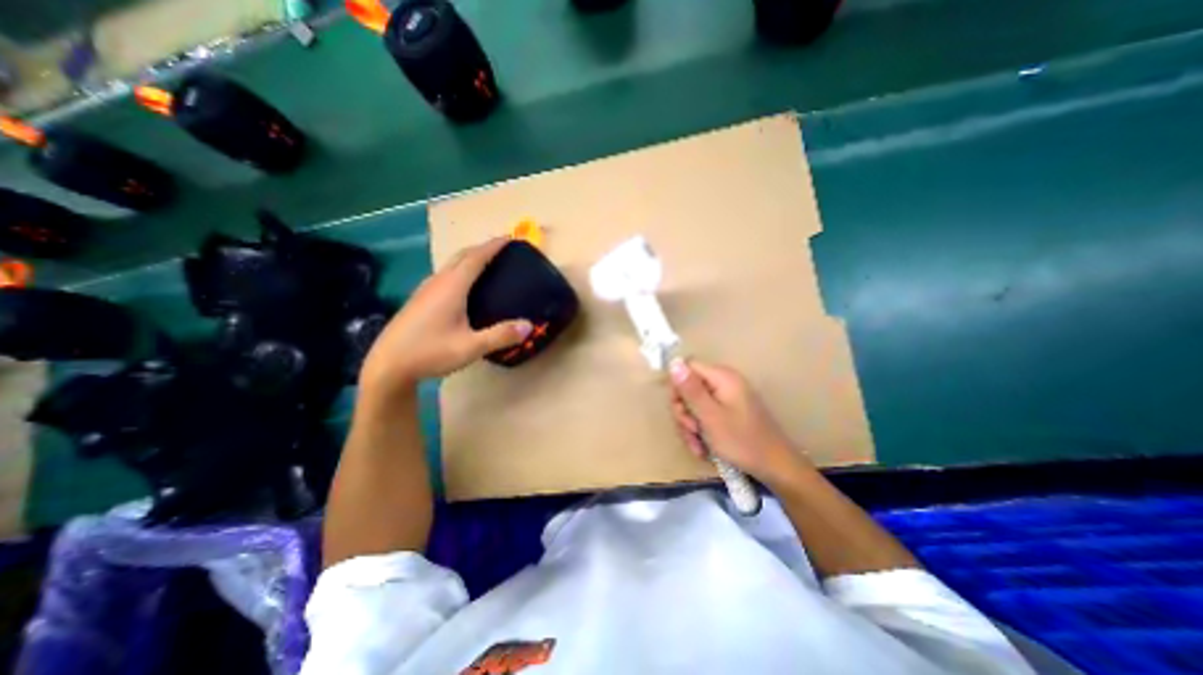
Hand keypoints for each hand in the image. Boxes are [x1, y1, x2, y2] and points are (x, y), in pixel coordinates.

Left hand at [358, 238, 531, 391]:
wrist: (387, 365)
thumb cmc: (430, 352)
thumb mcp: (471, 347)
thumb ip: (501, 336)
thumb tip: (529, 325)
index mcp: (452, 287)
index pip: (476, 258)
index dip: (494, 246)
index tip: (510, 237)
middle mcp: (438, 282)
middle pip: (462, 255)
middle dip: (482, 247)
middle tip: (502, 249)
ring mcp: (425, 290)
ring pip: (451, 264)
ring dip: (470, 258)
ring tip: (486, 263)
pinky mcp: (419, 299)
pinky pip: (444, 275)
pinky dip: (460, 270)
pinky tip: (463, 286)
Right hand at [667, 360, 806, 484]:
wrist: (775, 467)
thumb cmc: (742, 441)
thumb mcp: (710, 416)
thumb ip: (691, 389)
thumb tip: (674, 362)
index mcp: (722, 377)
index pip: (687, 367)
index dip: (678, 386)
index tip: (679, 409)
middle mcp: (724, 382)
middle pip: (689, 387)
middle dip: (684, 412)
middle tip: (690, 431)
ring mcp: (727, 398)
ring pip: (694, 405)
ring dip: (690, 426)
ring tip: (697, 445)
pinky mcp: (729, 412)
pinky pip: (705, 415)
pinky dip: (701, 431)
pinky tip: (703, 448)